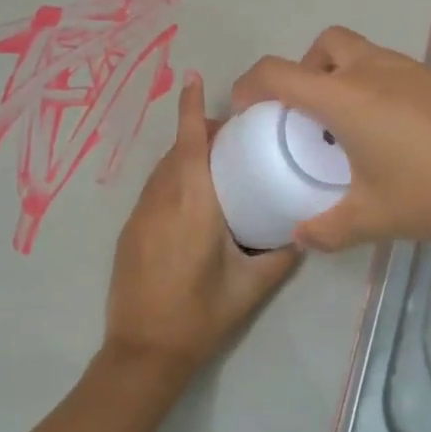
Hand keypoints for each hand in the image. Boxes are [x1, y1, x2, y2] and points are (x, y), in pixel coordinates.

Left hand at [104, 72, 300, 384]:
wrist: (143, 352)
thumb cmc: (200, 316)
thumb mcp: (250, 287)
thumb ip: (279, 257)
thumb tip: (301, 234)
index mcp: (192, 206)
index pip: (189, 144)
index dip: (190, 109)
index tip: (193, 79)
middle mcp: (161, 201)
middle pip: (176, 152)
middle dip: (196, 132)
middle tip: (230, 134)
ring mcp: (139, 216)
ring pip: (161, 171)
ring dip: (182, 157)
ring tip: (213, 161)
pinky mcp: (129, 233)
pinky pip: (152, 192)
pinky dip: (171, 180)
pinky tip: (190, 199)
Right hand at [231, 26, 430, 251]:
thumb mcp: (374, 218)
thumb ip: (329, 228)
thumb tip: (300, 238)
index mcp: (344, 97)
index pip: (278, 73)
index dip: (250, 85)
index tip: (244, 111)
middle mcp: (373, 71)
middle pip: (324, 45)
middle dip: (304, 70)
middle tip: (307, 113)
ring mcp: (410, 71)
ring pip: (360, 53)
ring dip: (342, 77)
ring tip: (349, 127)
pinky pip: (390, 70)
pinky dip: (375, 88)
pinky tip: (393, 134)